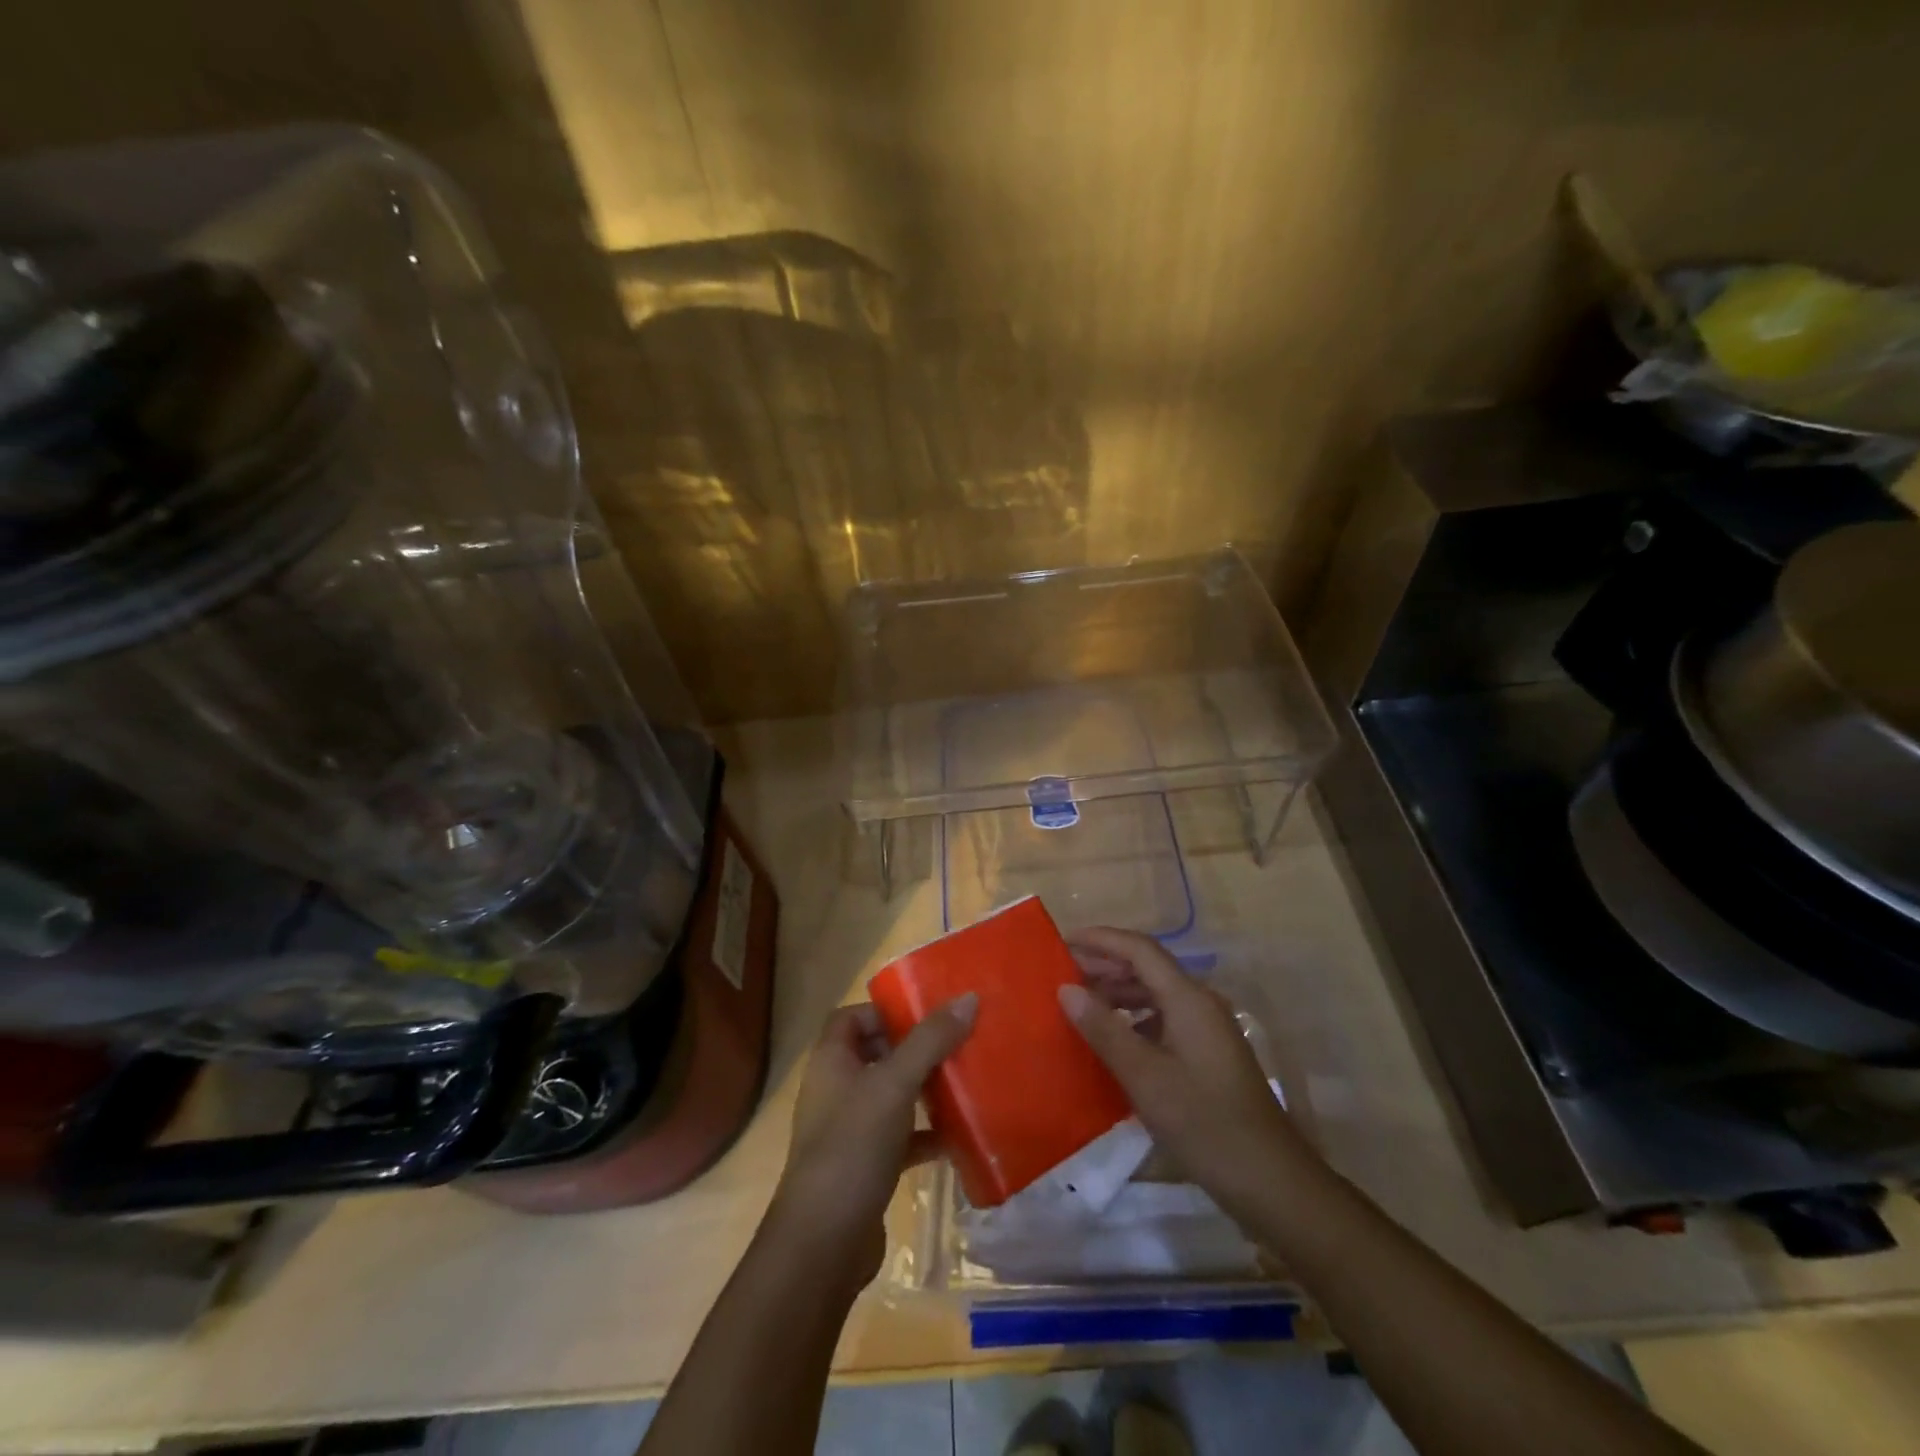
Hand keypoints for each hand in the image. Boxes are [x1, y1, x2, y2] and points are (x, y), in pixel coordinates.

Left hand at [768, 995, 976, 1286]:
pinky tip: (958, 1137)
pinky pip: (900, 1137)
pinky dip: (925, 1134)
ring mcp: (849, 1130)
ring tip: (964, 1082)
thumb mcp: (895, 1084)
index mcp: (831, 1061)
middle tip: (956, 1043)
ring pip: (891, 1096)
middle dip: (914, 1048)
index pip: (852, 1017)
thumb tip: (968, 997)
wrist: (824, 1243)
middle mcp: (836, 1089)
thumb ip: (930, 1041)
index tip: (926, 1014)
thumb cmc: (853, 1146)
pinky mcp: (865, 1166)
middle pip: (876, 1054)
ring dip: (923, 1089)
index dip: (884, 1011)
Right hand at [1059, 927, 1316, 1220]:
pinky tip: (1112, 1041)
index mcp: (1188, 998)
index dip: (1100, 940)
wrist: (1271, 1181)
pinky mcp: (1208, 1054)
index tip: (1062, 942)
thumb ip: (1104, 1029)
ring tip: (1079, 1006)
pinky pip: (1164, 1019)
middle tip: (1061, 975)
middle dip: (1104, 966)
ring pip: (1155, 995)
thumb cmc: (1205, 1123)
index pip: (1139, 949)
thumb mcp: (1145, 1077)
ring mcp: (1207, 1029)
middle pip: (1147, 968)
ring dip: (1117, 994)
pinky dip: (1133, 1020)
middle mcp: (1200, 1003)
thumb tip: (1067, 989)